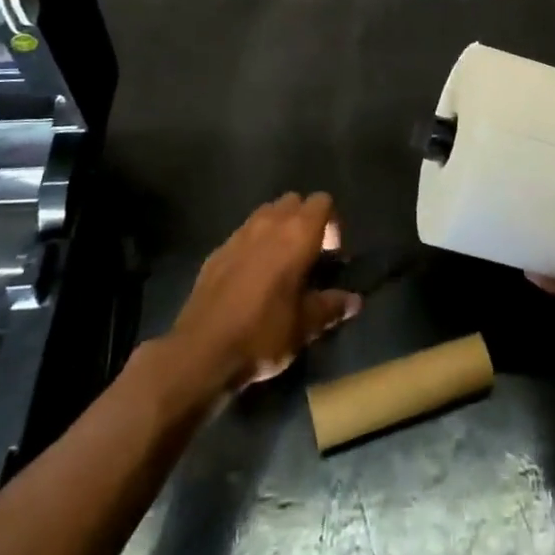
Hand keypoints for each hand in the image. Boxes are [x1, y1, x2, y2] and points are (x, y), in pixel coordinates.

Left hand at [169, 193, 361, 394]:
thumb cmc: (263, 333)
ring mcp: (239, 234)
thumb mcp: (305, 326)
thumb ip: (331, 307)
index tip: (331, 254)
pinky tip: (251, 278)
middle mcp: (269, 223)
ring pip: (266, 213)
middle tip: (308, 256)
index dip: (332, 223)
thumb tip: (354, 301)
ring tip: (280, 264)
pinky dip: (253, 245)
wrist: (200, 352)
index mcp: (298, 234)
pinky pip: (243, 234)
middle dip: (305, 220)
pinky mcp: (216, 251)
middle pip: (294, 201)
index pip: (323, 202)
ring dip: (278, 228)